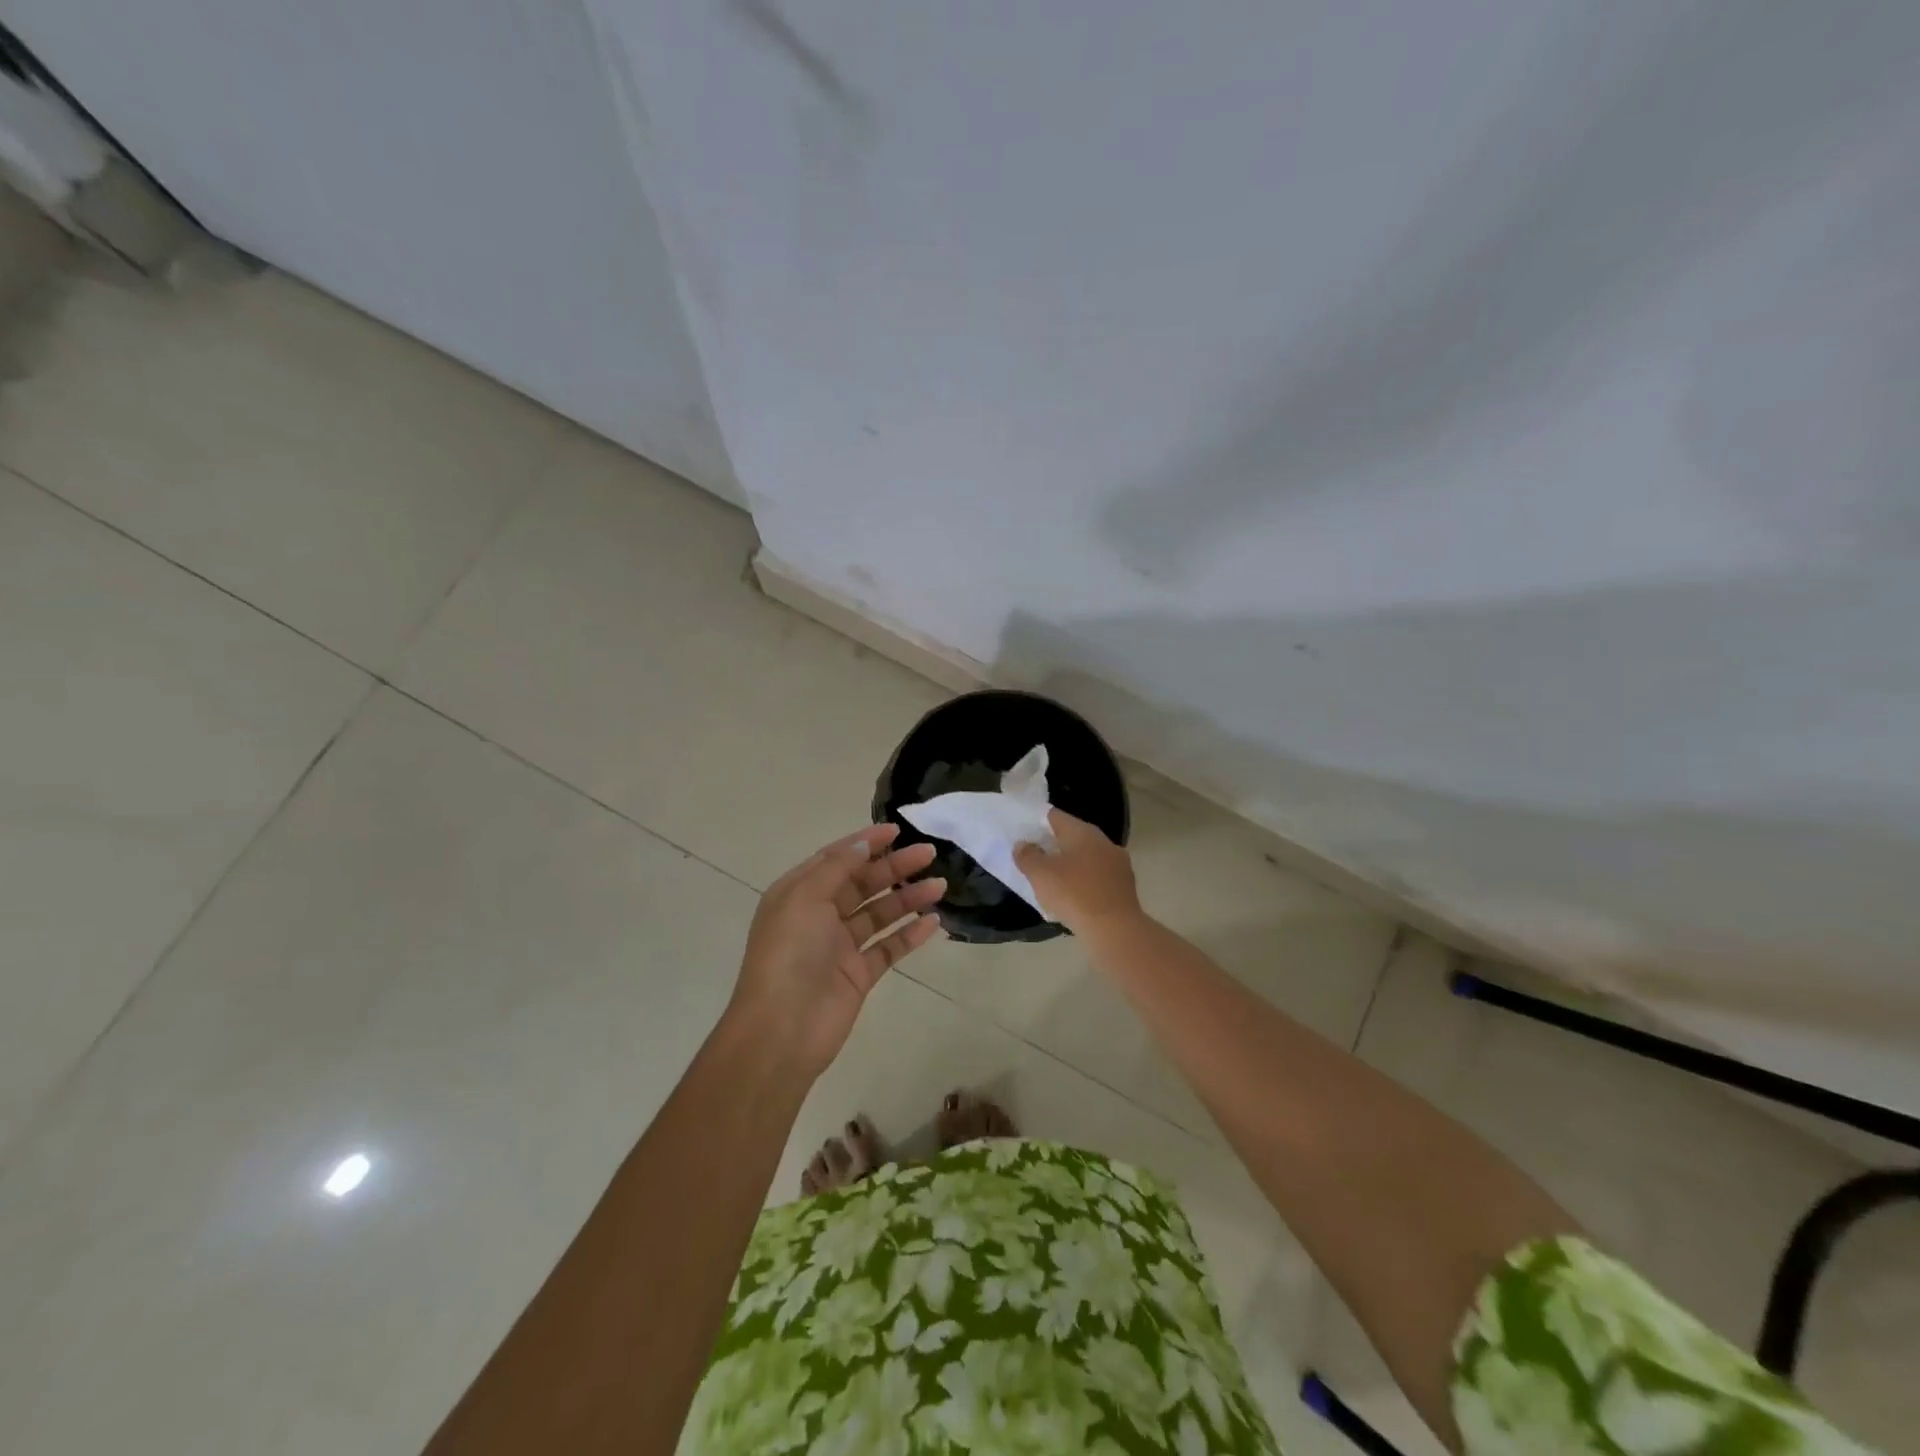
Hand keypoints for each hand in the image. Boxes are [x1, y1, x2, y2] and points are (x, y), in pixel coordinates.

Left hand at [727, 824, 944, 1077]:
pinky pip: (888, 947)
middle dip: (894, 867)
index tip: (897, 830)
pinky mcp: (858, 975)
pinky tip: (934, 923)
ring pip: (879, 913)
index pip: (836, 859)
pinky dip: (910, 934)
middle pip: (862, 883)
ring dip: (908, 899)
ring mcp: (840, 947)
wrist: (782, 1030)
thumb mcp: (805, 898)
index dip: (866, 842)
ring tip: (940, 886)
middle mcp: (819, 916)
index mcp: (799, 893)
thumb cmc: (789, 954)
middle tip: (929, 854)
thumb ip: (837, 867)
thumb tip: (863, 842)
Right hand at [1014, 808, 1141, 934]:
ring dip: (1071, 864)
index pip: (1054, 816)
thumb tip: (1023, 844)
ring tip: (1053, 880)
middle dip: (1053, 845)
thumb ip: (1027, 856)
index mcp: (1082, 831)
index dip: (1036, 822)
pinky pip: (1098, 877)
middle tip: (1034, 857)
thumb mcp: (1040, 874)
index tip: (1023, 833)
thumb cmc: (1073, 894)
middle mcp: (1103, 841)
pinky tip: (1075, 897)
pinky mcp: (1125, 886)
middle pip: (1072, 836)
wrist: (1115, 929)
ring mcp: (1118, 863)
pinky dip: (1085, 882)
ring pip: (1087, 857)